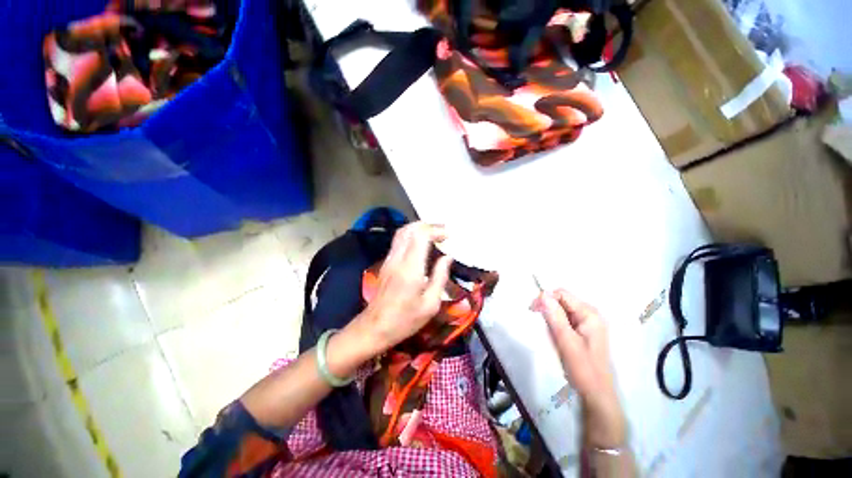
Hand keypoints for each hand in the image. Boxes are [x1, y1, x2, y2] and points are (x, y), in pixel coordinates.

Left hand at [354, 222, 452, 353]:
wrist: (374, 328)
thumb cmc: (405, 320)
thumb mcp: (431, 304)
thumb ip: (440, 276)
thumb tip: (448, 256)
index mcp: (411, 268)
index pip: (421, 235)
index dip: (436, 230)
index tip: (449, 236)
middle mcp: (398, 259)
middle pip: (410, 229)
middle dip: (428, 225)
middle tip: (443, 232)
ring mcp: (389, 259)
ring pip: (402, 232)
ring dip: (419, 228)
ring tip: (435, 234)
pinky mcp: (386, 263)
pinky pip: (398, 241)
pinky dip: (412, 235)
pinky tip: (422, 243)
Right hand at [531, 290, 625, 447]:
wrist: (597, 395)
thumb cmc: (583, 368)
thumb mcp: (566, 341)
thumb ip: (555, 316)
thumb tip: (543, 293)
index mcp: (590, 314)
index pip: (562, 294)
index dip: (545, 298)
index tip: (532, 310)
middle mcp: (590, 315)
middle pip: (562, 301)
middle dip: (548, 309)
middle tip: (542, 326)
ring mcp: (588, 323)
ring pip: (562, 311)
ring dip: (552, 319)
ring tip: (551, 336)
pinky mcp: (583, 332)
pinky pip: (565, 321)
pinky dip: (556, 326)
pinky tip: (556, 338)